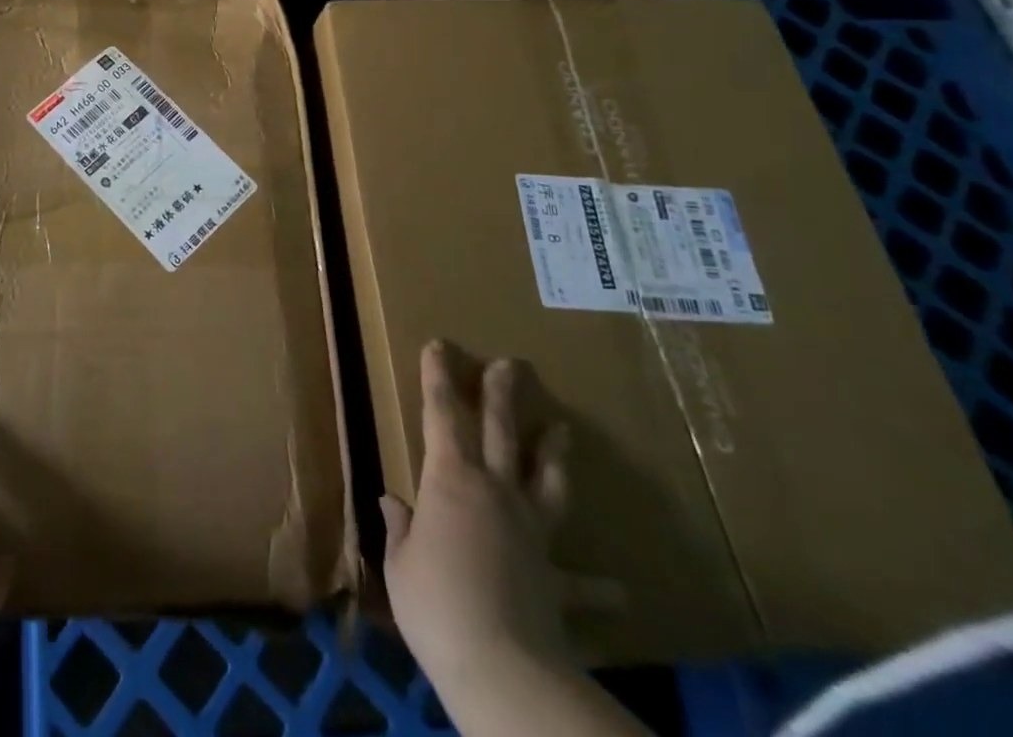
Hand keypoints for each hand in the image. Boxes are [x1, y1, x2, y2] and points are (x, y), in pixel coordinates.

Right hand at [380, 341, 580, 694]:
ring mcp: (530, 532)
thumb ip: (400, 529)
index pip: (440, 414)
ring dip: (553, 455)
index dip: (438, 376)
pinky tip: (620, 593)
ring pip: (545, 482)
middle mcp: (493, 491)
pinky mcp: (555, 578)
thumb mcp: (400, 563)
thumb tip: (392, 502)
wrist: (501, 666)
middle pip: (499, 431)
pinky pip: (580, 584)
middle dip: (500, 394)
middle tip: (510, 364)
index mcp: (449, 478)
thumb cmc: (434, 601)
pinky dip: (598, 588)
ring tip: (562, 430)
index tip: (439, 345)